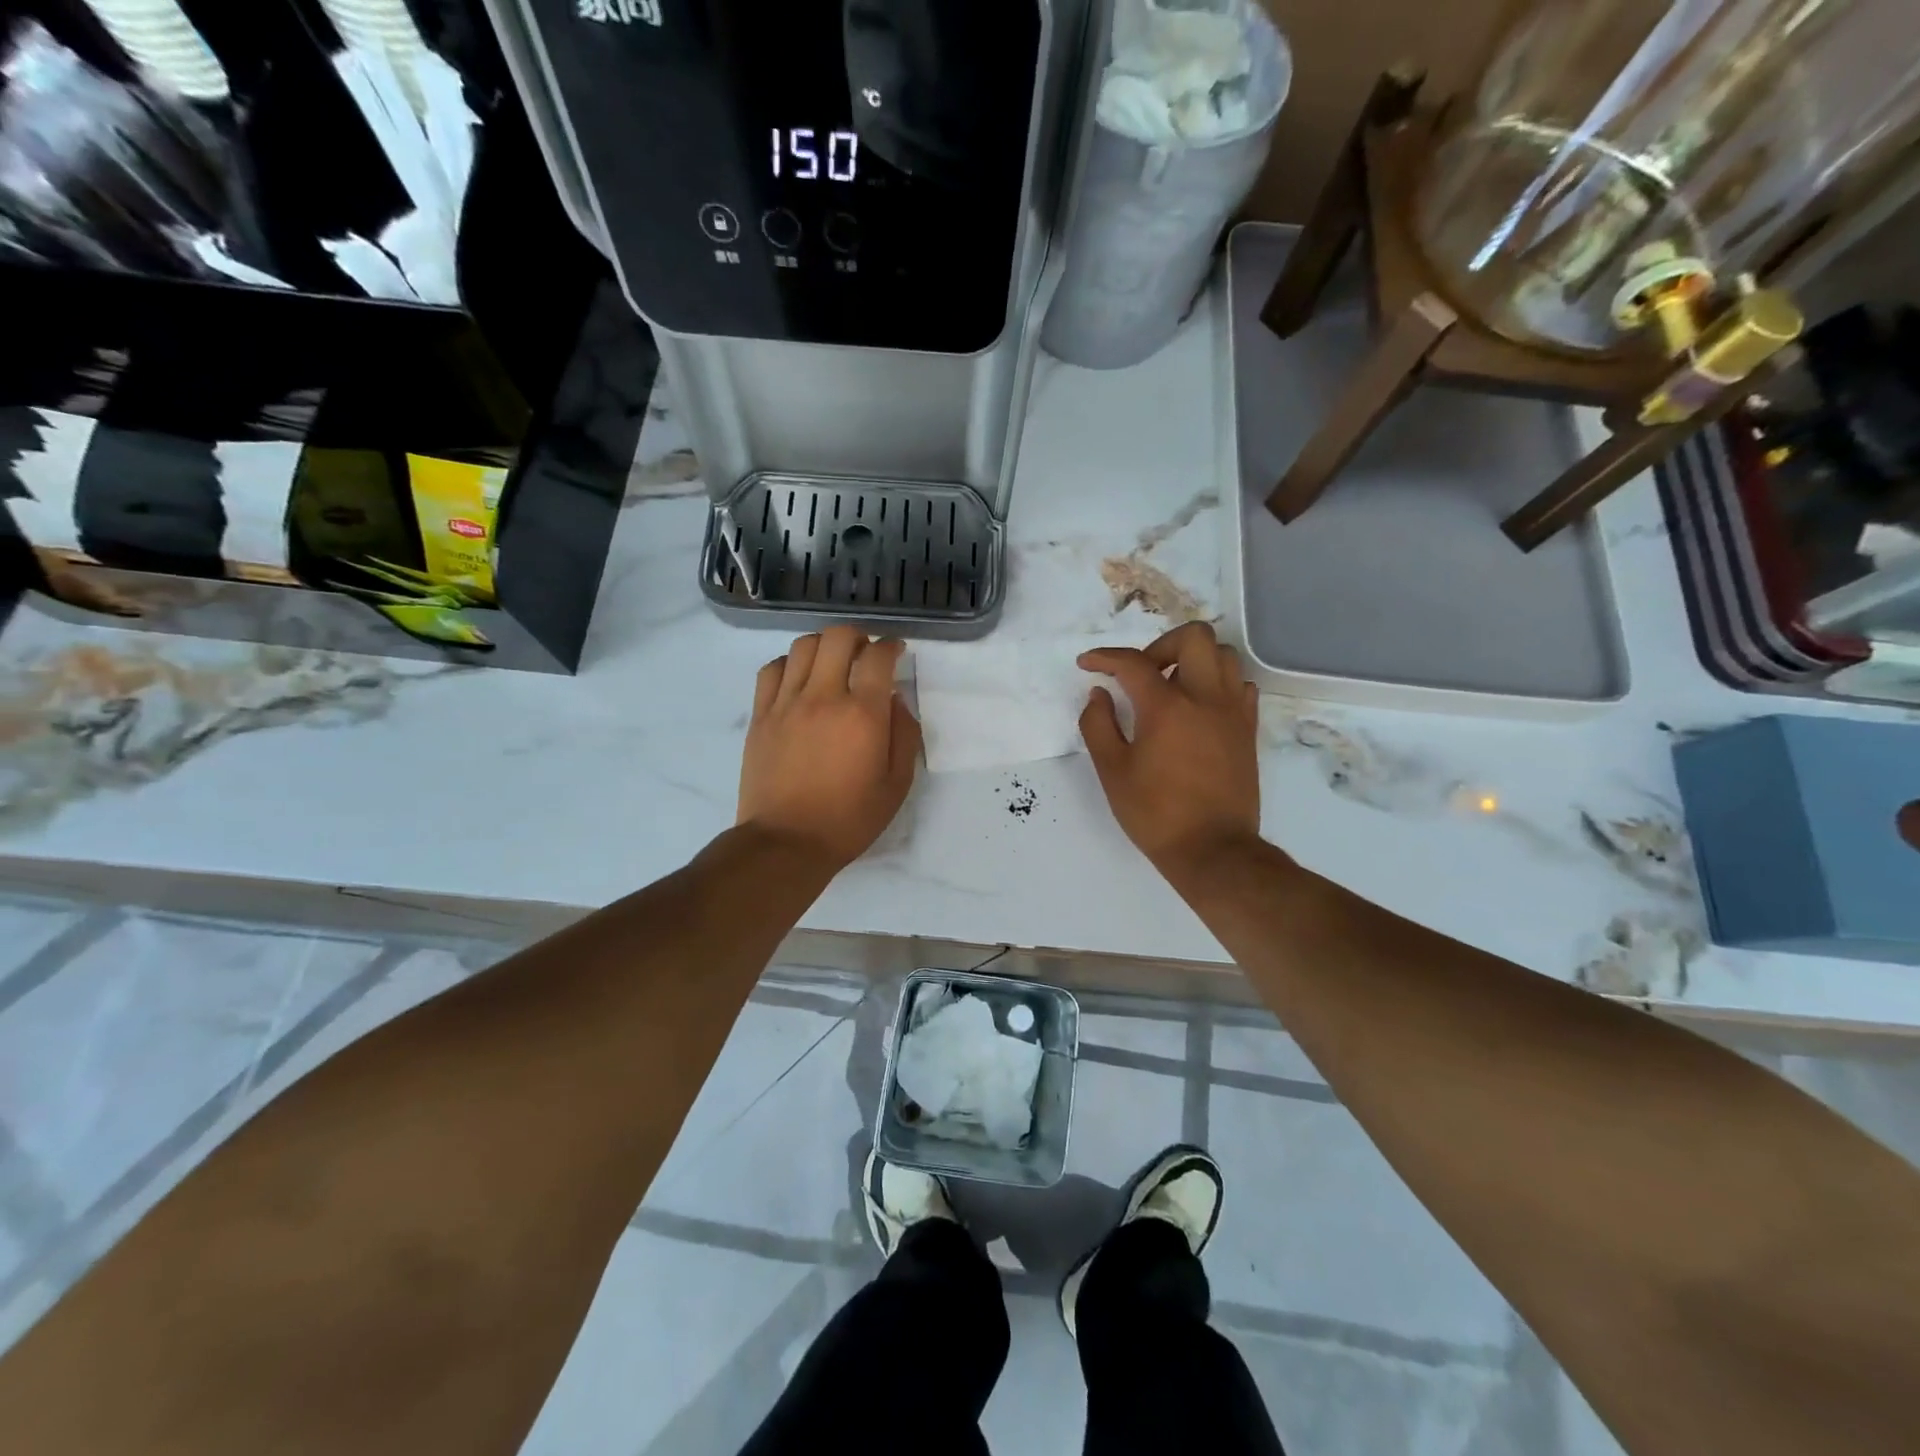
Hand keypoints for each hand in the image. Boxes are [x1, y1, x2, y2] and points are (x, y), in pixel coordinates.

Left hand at [738, 627, 921, 867]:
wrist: (787, 842)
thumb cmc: (848, 819)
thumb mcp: (896, 785)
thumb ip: (904, 736)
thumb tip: (896, 701)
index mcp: (862, 715)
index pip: (878, 657)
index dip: (891, 646)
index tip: (896, 651)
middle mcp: (824, 697)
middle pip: (838, 637)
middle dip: (858, 636)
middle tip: (865, 654)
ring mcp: (786, 703)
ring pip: (803, 646)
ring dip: (824, 646)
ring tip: (832, 662)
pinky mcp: (761, 715)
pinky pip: (772, 669)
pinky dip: (790, 663)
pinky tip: (799, 678)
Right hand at [1078, 622, 1261, 879]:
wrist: (1213, 850)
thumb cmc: (1155, 813)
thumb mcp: (1112, 771)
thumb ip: (1098, 725)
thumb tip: (1099, 694)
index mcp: (1166, 707)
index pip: (1133, 663)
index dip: (1104, 657)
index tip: (1088, 664)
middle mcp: (1205, 698)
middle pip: (1193, 637)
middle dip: (1160, 645)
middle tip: (1141, 674)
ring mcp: (1232, 712)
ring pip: (1223, 656)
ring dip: (1193, 660)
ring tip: (1171, 688)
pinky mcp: (1248, 729)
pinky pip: (1240, 686)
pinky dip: (1218, 684)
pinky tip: (1199, 707)